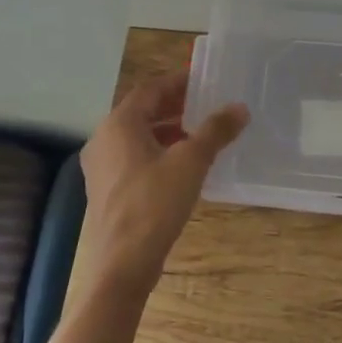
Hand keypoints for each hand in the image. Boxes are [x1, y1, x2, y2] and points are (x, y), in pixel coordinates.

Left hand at [77, 73, 248, 297]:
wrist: (122, 263)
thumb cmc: (154, 203)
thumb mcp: (192, 162)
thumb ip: (215, 131)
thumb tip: (240, 107)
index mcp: (120, 124)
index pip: (151, 88)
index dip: (179, 81)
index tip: (206, 79)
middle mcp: (104, 139)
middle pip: (142, 111)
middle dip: (175, 106)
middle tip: (208, 105)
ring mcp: (102, 166)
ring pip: (138, 137)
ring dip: (168, 131)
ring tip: (201, 135)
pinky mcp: (107, 190)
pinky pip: (134, 158)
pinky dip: (158, 152)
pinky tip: (183, 167)